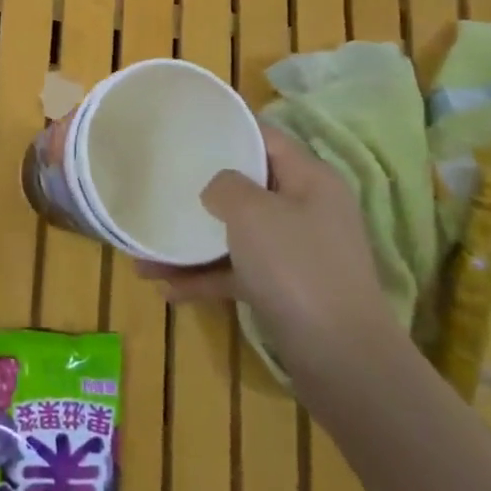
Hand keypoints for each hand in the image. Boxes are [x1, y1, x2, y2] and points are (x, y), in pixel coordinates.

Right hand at [139, 123, 398, 390]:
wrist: (343, 362)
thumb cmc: (296, 267)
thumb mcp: (251, 211)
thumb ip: (225, 186)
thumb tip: (217, 190)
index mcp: (310, 179)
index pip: (265, 138)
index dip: (227, 128)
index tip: (185, 129)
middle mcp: (307, 210)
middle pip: (248, 187)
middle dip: (202, 188)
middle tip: (161, 181)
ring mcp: (298, 254)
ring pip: (237, 234)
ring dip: (194, 240)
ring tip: (146, 248)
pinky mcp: (287, 292)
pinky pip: (238, 273)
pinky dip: (205, 278)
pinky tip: (166, 288)